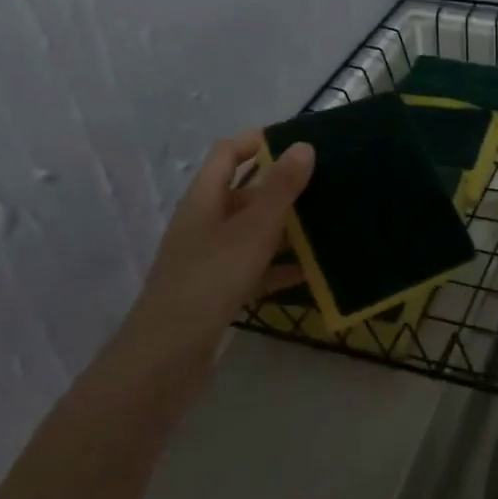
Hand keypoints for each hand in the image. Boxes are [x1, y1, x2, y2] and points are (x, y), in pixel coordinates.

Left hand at [129, 131, 314, 338]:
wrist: (166, 358)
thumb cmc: (209, 281)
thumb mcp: (251, 230)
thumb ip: (279, 188)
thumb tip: (304, 145)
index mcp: (204, 200)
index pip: (227, 154)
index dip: (257, 141)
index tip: (298, 140)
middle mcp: (205, 223)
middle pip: (245, 193)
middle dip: (283, 186)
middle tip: (328, 182)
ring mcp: (211, 259)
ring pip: (254, 232)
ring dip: (287, 227)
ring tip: (330, 222)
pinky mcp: (220, 291)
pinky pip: (257, 268)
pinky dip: (282, 266)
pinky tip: (314, 272)